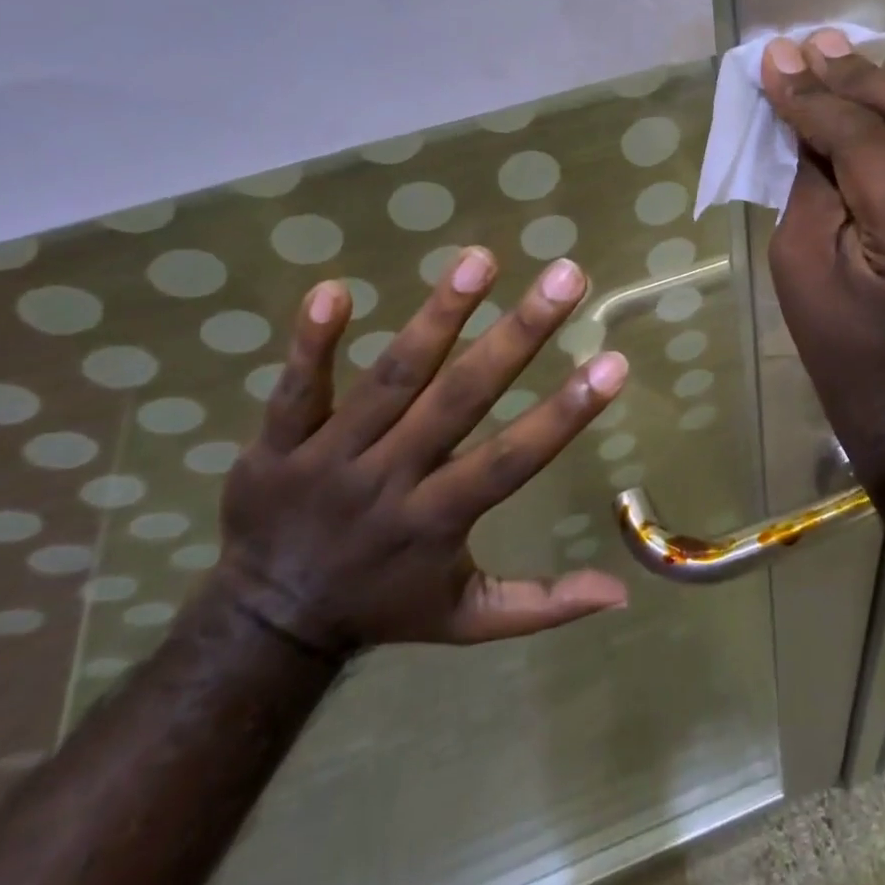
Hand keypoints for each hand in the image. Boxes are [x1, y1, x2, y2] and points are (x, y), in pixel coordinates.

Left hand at [211, 250, 630, 656]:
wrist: (263, 625)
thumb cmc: (383, 606)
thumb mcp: (467, 621)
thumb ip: (542, 605)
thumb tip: (621, 593)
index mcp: (438, 521)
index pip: (510, 460)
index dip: (564, 414)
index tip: (613, 363)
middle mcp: (390, 480)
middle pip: (460, 400)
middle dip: (518, 335)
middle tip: (567, 277)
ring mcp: (329, 458)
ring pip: (391, 380)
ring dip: (437, 317)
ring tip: (481, 260)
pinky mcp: (276, 444)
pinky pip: (296, 389)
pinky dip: (312, 342)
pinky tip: (335, 289)